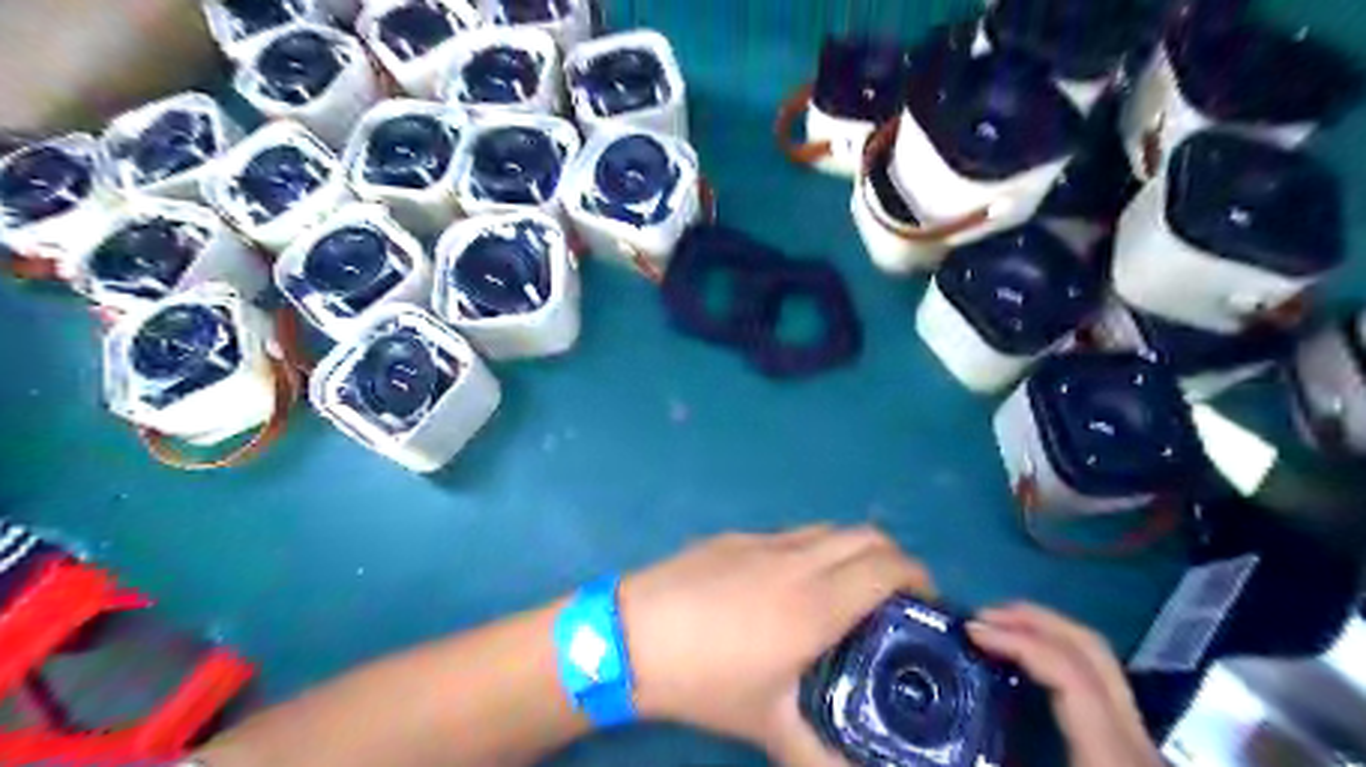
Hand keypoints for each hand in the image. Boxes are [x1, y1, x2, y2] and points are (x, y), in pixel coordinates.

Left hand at [624, 528, 934, 765]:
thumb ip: (820, 758)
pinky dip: (812, 547)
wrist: (632, 633)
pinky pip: (791, 533)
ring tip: (846, 586)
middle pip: (867, 536)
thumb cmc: (704, 679)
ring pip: (829, 529)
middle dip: (894, 558)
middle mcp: (799, 560)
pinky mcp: (736, 535)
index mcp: (818, 603)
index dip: (918, 577)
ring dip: (852, 549)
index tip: (925, 602)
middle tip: (894, 596)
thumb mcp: (766, 724)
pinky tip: (789, 581)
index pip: (889, 567)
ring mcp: (765, 541)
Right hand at [972, 606, 1162, 766]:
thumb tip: (938, 740)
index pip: (1069, 671)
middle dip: (1034, 619)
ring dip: (1045, 632)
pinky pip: (1096, 680)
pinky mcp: (1133, 744)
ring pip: (1099, 660)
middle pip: (1091, 648)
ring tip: (999, 629)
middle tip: (983, 615)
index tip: (971, 631)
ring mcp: (1140, 736)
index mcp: (1112, 751)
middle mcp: (1135, 734)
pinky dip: (1058, 656)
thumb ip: (991, 764)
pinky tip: (1027, 665)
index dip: (1017, 640)